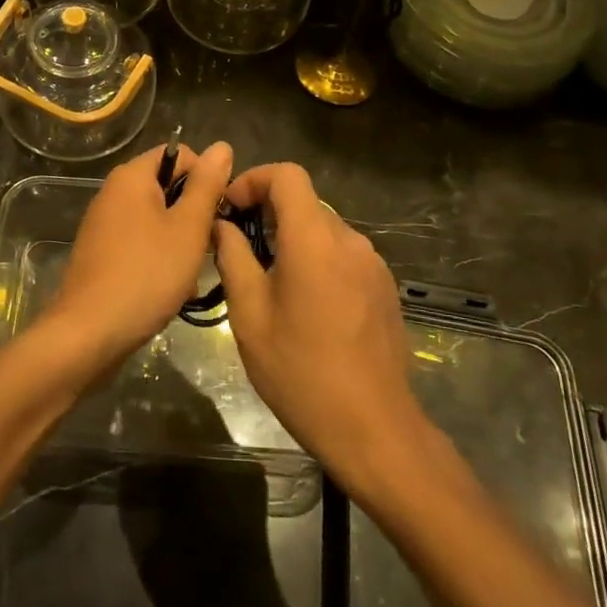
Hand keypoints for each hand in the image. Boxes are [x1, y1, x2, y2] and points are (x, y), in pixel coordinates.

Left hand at [44, 140, 233, 376]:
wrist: (88, 333)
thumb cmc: (146, 274)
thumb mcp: (188, 227)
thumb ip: (207, 185)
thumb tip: (221, 146)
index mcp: (132, 176)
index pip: (180, 155)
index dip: (206, 178)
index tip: (220, 212)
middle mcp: (113, 192)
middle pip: (168, 187)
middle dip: (194, 214)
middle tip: (209, 247)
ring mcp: (104, 224)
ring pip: (157, 219)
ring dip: (180, 241)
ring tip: (191, 274)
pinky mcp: (101, 253)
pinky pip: (140, 242)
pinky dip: (159, 258)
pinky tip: (170, 289)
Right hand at [214, 164, 430, 488]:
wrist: (374, 430)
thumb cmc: (301, 373)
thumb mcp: (250, 315)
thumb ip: (233, 258)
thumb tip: (222, 225)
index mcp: (314, 240)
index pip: (287, 175)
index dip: (254, 179)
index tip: (231, 208)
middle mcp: (349, 240)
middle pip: (304, 202)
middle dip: (267, 214)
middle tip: (239, 250)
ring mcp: (372, 264)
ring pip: (323, 230)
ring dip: (292, 239)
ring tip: (269, 282)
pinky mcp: (384, 287)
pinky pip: (343, 255)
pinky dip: (317, 260)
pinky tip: (306, 305)